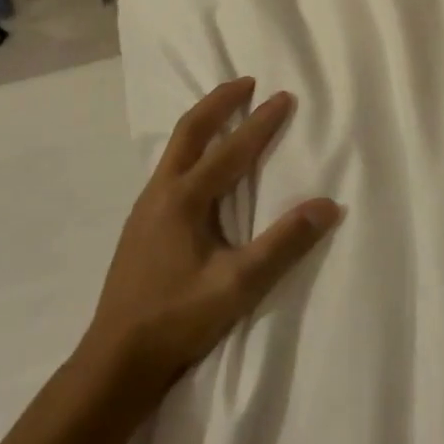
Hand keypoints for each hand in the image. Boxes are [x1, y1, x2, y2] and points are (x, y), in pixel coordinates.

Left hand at [83, 78, 341, 400]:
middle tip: (246, 82)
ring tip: (226, 113)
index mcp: (183, 200)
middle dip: (219, 102)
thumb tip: (328, 205)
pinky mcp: (141, 227)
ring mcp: (145, 209)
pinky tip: (201, 169)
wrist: (115, 361)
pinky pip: (170, 170)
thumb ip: (284, 243)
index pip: (231, 150)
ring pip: (175, 150)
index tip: (284, 96)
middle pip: (190, 132)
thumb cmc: (178, 319)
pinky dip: (192, 151)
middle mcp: (160, 193)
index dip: (261, 122)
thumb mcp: (238, 284)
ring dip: (203, 124)